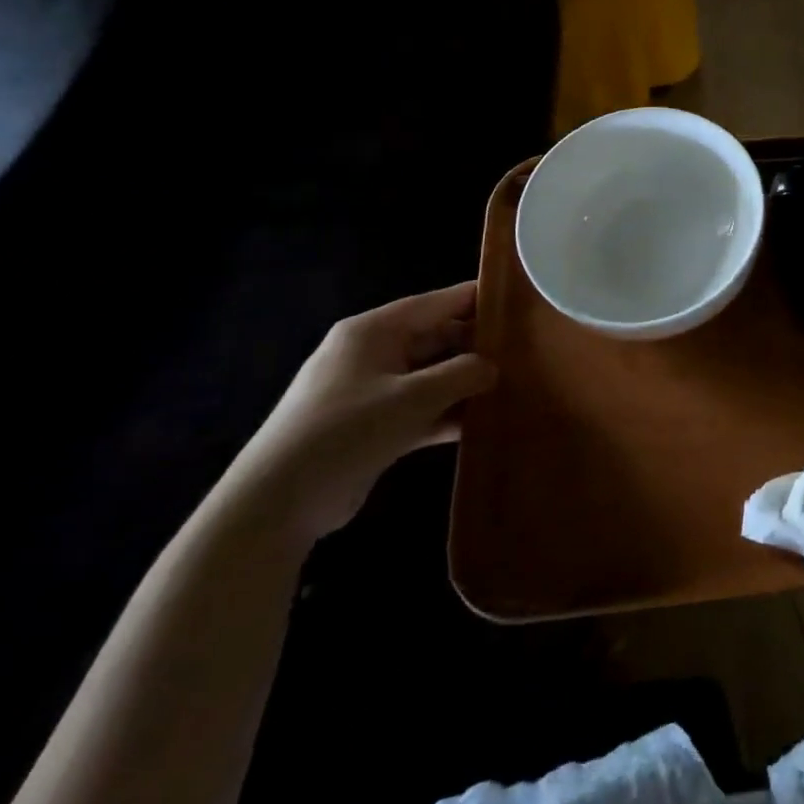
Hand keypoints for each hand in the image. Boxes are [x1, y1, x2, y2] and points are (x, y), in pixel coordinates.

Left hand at [214, 282, 498, 546]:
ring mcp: (371, 392)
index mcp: (374, 331)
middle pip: (436, 339)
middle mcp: (372, 354)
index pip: (436, 302)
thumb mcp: (414, 397)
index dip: (477, 299)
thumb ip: (462, 374)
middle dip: (477, 346)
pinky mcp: (372, 427)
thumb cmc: (347, 431)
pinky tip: (483, 424)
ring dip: (466, 384)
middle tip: (527, 351)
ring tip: (514, 386)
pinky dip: (448, 414)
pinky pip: (421, 409)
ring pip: (431, 376)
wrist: (276, 504)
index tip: (520, 300)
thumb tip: (492, 366)